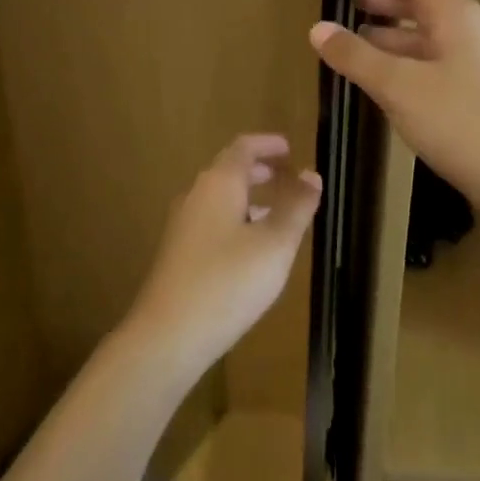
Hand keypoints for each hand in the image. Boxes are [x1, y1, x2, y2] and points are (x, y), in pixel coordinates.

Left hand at [124, 135, 321, 379]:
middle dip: (259, 170)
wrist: (168, 336)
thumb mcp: (275, 244)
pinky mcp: (178, 254)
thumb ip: (296, 207)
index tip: (290, 148)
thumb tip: (311, 174)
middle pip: (228, 171)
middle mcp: (196, 196)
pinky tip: (252, 248)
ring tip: (277, 211)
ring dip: (249, 197)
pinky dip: (237, 219)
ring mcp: (183, 226)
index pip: (243, 148)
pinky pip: (212, 221)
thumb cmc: (228, 282)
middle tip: (288, 176)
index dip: (268, 145)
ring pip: (220, 198)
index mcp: (218, 184)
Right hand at [310, 0, 479, 210]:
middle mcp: (473, 31)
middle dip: (383, 1)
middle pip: (423, 3)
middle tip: (347, 4)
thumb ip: (356, 56)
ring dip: (394, 34)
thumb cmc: (461, 122)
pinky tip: (390, 83)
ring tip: (358, 42)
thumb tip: (318, 28)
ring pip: (430, 36)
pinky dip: (409, 62)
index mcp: (456, 15)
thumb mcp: (399, 86)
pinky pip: (439, 64)